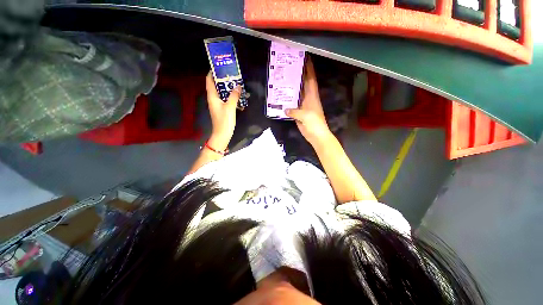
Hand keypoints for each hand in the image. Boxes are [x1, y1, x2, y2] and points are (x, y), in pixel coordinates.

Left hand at [206, 72, 240, 150]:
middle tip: (232, 73)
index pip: (209, 81)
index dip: (212, 72)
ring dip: (228, 88)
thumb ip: (234, 96)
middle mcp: (213, 99)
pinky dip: (231, 96)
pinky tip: (238, 96)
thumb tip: (238, 86)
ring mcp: (218, 104)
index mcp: (212, 96)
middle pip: (216, 85)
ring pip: (222, 93)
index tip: (219, 66)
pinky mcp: (222, 109)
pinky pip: (226, 99)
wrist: (222, 134)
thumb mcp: (230, 107)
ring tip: (236, 83)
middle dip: (223, 79)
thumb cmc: (224, 121)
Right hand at [285, 58, 332, 145]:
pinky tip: (281, 98)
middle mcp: (307, 98)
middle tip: (289, 67)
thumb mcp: (305, 116)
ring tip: (283, 80)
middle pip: (303, 84)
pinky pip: (292, 105)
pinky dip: (287, 102)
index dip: (308, 69)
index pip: (310, 79)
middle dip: (298, 75)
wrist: (316, 135)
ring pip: (297, 94)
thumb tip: (285, 109)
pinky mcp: (298, 113)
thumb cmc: (314, 123)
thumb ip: (294, 111)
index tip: (305, 58)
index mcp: (312, 96)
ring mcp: (303, 105)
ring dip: (291, 88)